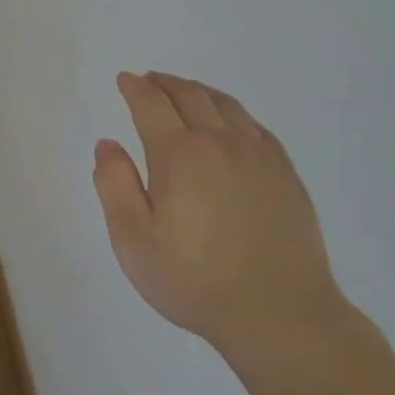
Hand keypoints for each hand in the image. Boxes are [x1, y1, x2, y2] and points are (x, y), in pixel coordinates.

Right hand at [93, 72, 349, 372]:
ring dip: (199, 91)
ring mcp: (259, 156)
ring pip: (226, 105)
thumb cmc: (195, 281)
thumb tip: (108, 144)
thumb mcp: (134, 240)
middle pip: (190, 95)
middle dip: (165, 83)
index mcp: (180, 154)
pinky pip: (255, 126)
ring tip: (185, 91)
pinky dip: (233, 113)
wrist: (280, 315)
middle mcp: (221, 143)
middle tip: (149, 80)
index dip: (134, 88)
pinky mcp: (286, 174)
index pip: (151, 104)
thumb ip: (114, 185)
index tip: (124, 80)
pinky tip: (230, 123)